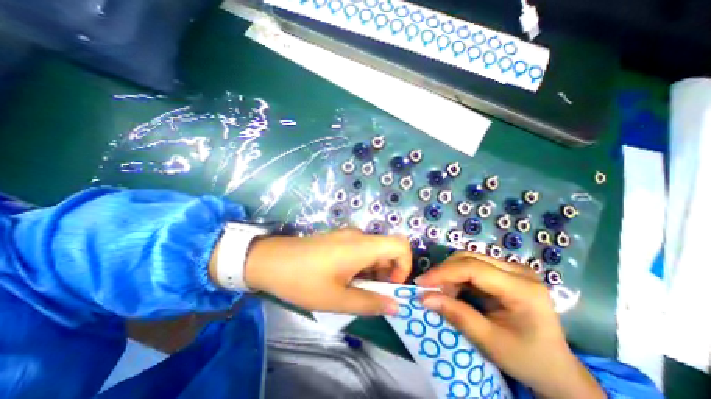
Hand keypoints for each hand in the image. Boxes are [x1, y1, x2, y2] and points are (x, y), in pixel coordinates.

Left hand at [245, 229, 411, 315]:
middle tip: (370, 295)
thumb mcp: (337, 299)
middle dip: (386, 274)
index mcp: (362, 246)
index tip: (390, 286)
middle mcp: (358, 236)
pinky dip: (361, 266)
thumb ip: (370, 303)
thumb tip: (395, 305)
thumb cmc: (303, 280)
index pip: (400, 245)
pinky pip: (360, 250)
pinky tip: (343, 279)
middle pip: (387, 250)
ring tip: (354, 290)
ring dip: (372, 272)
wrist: (270, 260)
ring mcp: (347, 235)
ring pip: (373, 252)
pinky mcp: (337, 239)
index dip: (404, 265)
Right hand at [418, 253, 604, 397]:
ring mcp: (513, 268)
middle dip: (444, 272)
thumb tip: (423, 298)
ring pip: (469, 259)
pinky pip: (473, 266)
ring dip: (450, 273)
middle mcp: (519, 271)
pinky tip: (453, 289)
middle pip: (469, 258)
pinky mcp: (506, 271)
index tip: (420, 283)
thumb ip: (456, 315)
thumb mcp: (489, 341)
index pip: (473, 268)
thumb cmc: (526, 359)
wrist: (556, 368)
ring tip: (441, 292)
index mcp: (522, 288)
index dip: (443, 272)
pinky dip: (458, 276)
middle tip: (428, 289)